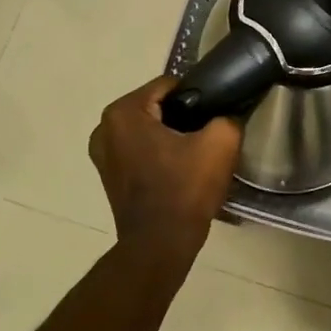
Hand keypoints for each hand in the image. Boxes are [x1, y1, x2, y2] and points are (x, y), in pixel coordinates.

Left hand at [90, 76, 242, 264]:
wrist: (161, 245)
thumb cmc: (185, 189)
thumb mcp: (220, 144)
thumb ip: (227, 116)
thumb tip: (226, 114)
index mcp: (124, 112)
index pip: (169, 86)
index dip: (197, 96)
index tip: (215, 114)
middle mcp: (104, 128)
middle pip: (156, 108)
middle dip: (183, 117)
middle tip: (209, 136)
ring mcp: (102, 155)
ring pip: (148, 131)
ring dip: (171, 137)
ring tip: (197, 155)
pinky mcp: (109, 176)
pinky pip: (140, 151)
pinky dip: (159, 155)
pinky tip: (181, 170)